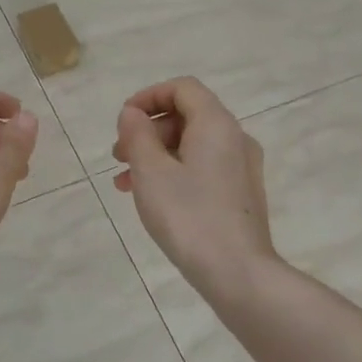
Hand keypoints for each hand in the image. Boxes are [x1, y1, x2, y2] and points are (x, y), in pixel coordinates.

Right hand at [112, 77, 276, 297]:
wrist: (238, 272)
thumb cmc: (189, 216)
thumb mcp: (151, 172)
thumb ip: (137, 135)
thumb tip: (133, 114)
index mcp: (216, 124)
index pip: (182, 88)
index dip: (149, 96)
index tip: (123, 121)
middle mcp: (236, 138)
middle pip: (188, 116)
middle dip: (149, 130)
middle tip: (119, 155)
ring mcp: (242, 168)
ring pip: (193, 145)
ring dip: (157, 155)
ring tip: (126, 182)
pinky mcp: (241, 194)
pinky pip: (204, 168)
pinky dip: (175, 172)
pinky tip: (153, 198)